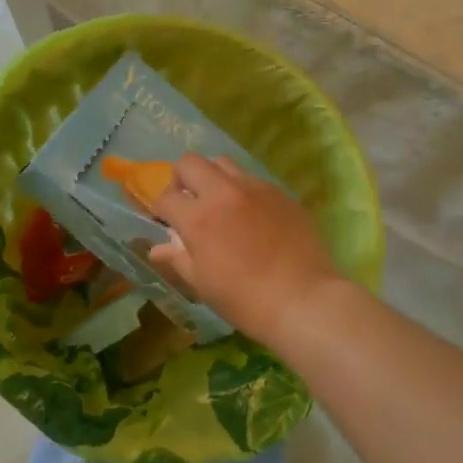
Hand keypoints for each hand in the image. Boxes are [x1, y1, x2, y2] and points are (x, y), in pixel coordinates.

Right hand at [148, 155, 343, 346]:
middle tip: (189, 203)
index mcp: (199, 218)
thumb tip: (157, 247)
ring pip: (223, 163)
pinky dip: (242, 190)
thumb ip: (178, 259)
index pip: (166, 196)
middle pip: (190, 162)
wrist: (304, 300)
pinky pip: (252, 179)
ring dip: (212, 177)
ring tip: (220, 204)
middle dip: (181, 179)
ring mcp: (255, 188)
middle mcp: (224, 193)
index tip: (167, 222)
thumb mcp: (203, 285)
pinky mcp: (280, 192)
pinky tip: (251, 216)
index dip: (161, 209)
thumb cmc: (246, 301)